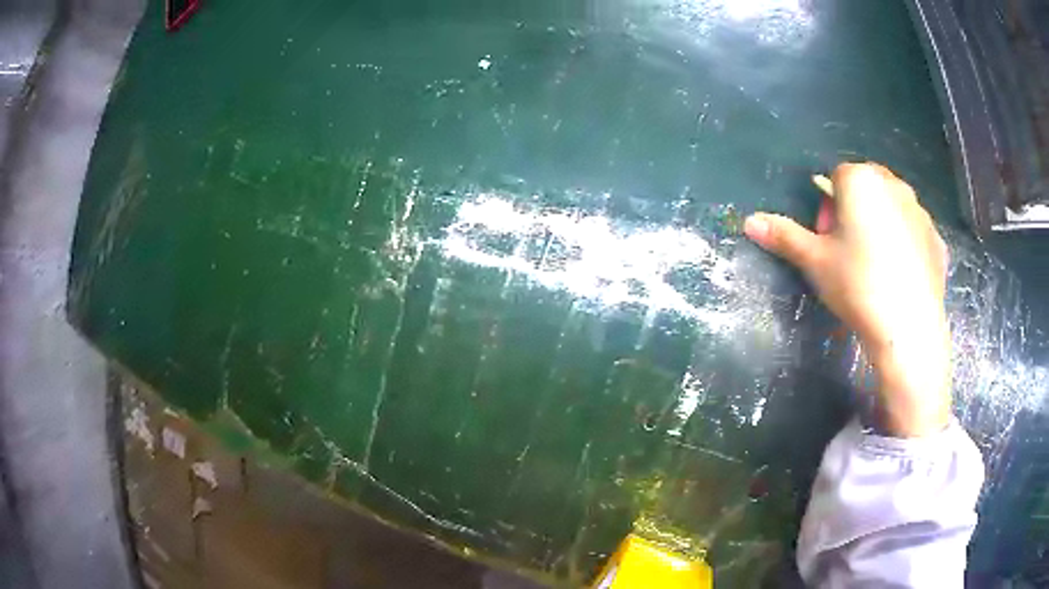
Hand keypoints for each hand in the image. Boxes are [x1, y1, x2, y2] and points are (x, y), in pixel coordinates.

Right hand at [744, 163, 950, 436]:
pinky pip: (914, 232)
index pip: (836, 177)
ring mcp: (920, 212)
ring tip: (875, 266)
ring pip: (892, 207)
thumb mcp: (815, 261)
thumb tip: (749, 221)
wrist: (908, 328)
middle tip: (848, 251)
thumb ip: (783, 236)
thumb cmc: (858, 285)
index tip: (827, 240)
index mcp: (861, 180)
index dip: (827, 207)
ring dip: (881, 224)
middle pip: (866, 187)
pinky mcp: (937, 239)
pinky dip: (905, 244)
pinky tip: (899, 277)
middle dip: (854, 210)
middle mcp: (894, 185)